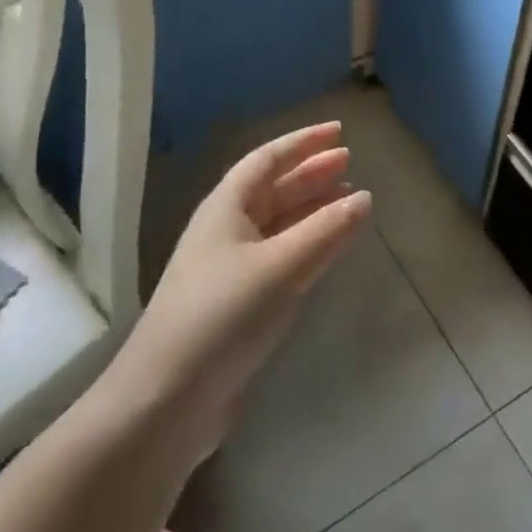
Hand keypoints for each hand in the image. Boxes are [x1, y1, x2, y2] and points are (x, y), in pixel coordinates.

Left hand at [109, 122, 371, 460]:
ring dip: (312, 208)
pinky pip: (281, 256)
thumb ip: (326, 230)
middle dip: (311, 173)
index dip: (303, 142)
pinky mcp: (239, 303)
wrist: (167, 400)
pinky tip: (329, 248)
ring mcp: (231, 268)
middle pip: (274, 189)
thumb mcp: (280, 267)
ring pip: (279, 224)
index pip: (268, 160)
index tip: (339, 131)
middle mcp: (227, 231)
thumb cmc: (222, 316)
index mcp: (225, 208)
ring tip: (349, 200)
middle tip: (350, 162)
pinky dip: (308, 244)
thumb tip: (365, 197)